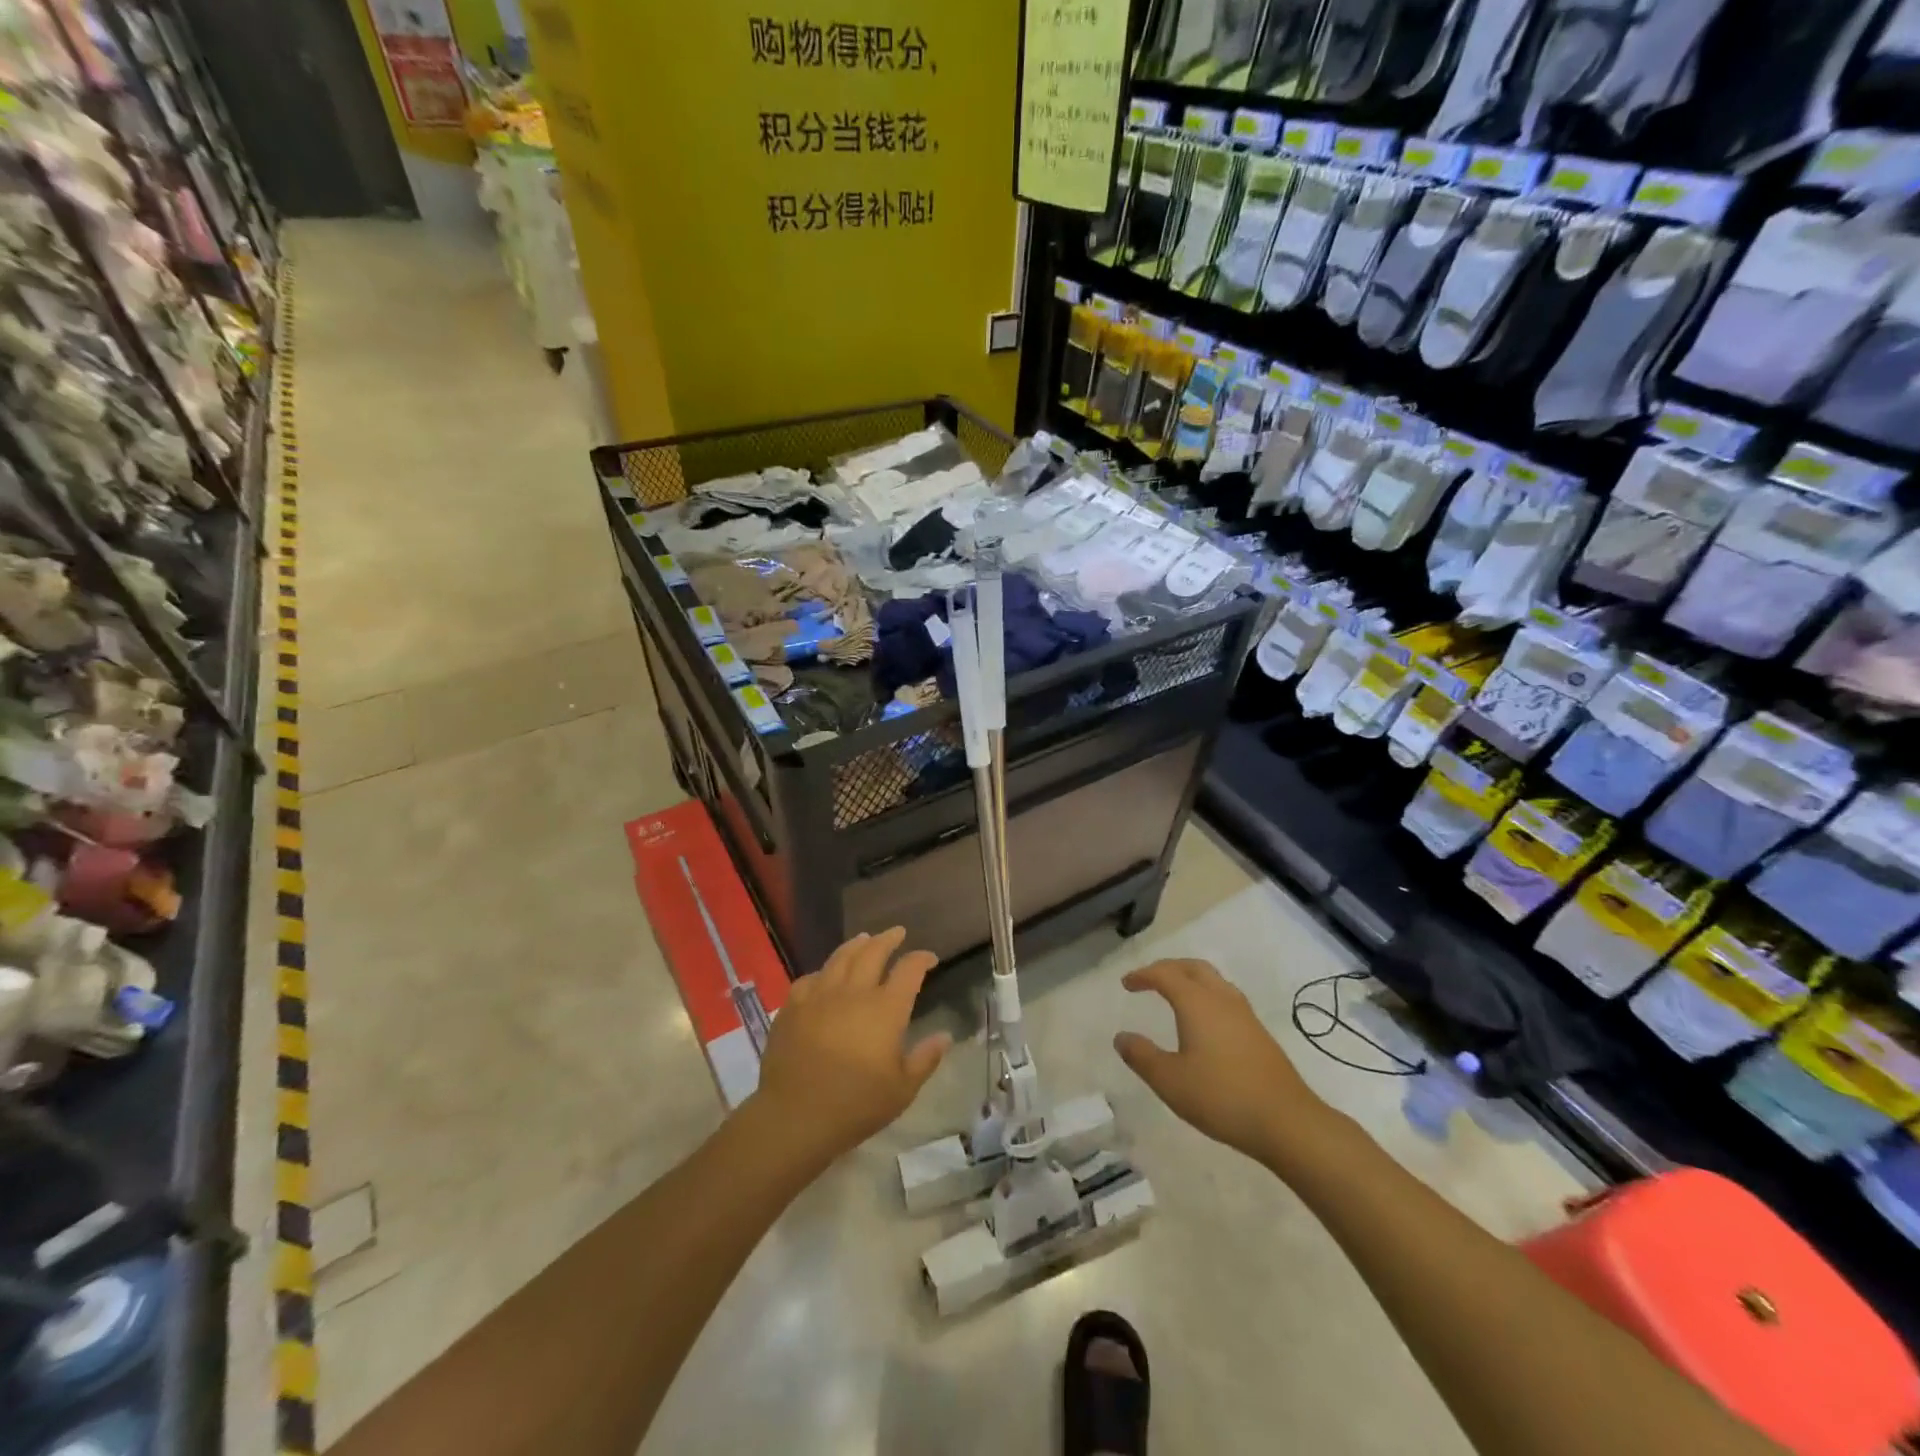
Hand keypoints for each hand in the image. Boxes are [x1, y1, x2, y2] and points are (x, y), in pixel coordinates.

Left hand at [748, 927, 951, 1169]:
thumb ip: (926, 1059)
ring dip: (857, 944)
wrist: (795, 1116)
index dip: (921, 959)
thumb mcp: (902, 1090)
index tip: (929, 958)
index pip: (909, 970)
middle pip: (873, 952)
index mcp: (885, 1009)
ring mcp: (820, 995)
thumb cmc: (856, 1105)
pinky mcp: (793, 1007)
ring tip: (865, 938)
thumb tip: (945, 1036)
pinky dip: (823, 971)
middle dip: (888, 939)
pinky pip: (810, 978)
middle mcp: (854, 992)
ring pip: (841, 957)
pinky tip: (825, 975)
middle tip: (897, 932)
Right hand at [1114, 959, 1338, 1168]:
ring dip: (1190, 979)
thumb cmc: (1222, 1097)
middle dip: (1168, 968)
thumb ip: (1142, 1056)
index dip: (1143, 975)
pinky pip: (1226, 997)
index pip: (1165, 974)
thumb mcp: (1170, 1081)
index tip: (1126, 983)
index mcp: (1197, 1003)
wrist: (1287, 1122)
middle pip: (1193, 967)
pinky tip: (1204, 1022)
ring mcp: (1245, 1015)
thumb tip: (1121, 1037)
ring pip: (1214, 980)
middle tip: (1149, 979)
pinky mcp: (1258, 1033)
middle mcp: (1222, 999)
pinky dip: (1206, 995)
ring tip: (1174, 994)